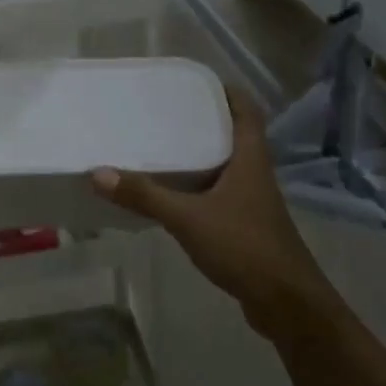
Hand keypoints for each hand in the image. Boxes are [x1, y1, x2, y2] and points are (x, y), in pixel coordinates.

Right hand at [90, 86, 321, 333]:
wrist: (286, 303)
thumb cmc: (244, 246)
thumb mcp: (188, 218)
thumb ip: (144, 196)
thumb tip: (99, 172)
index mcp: (250, 159)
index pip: (247, 111)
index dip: (226, 92)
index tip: (195, 82)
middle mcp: (254, 174)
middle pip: (233, 135)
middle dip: (203, 121)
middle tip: (165, 112)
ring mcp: (252, 202)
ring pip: (224, 166)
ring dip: (199, 155)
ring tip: (161, 147)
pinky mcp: (245, 226)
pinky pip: (218, 194)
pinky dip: (197, 187)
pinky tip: (171, 195)